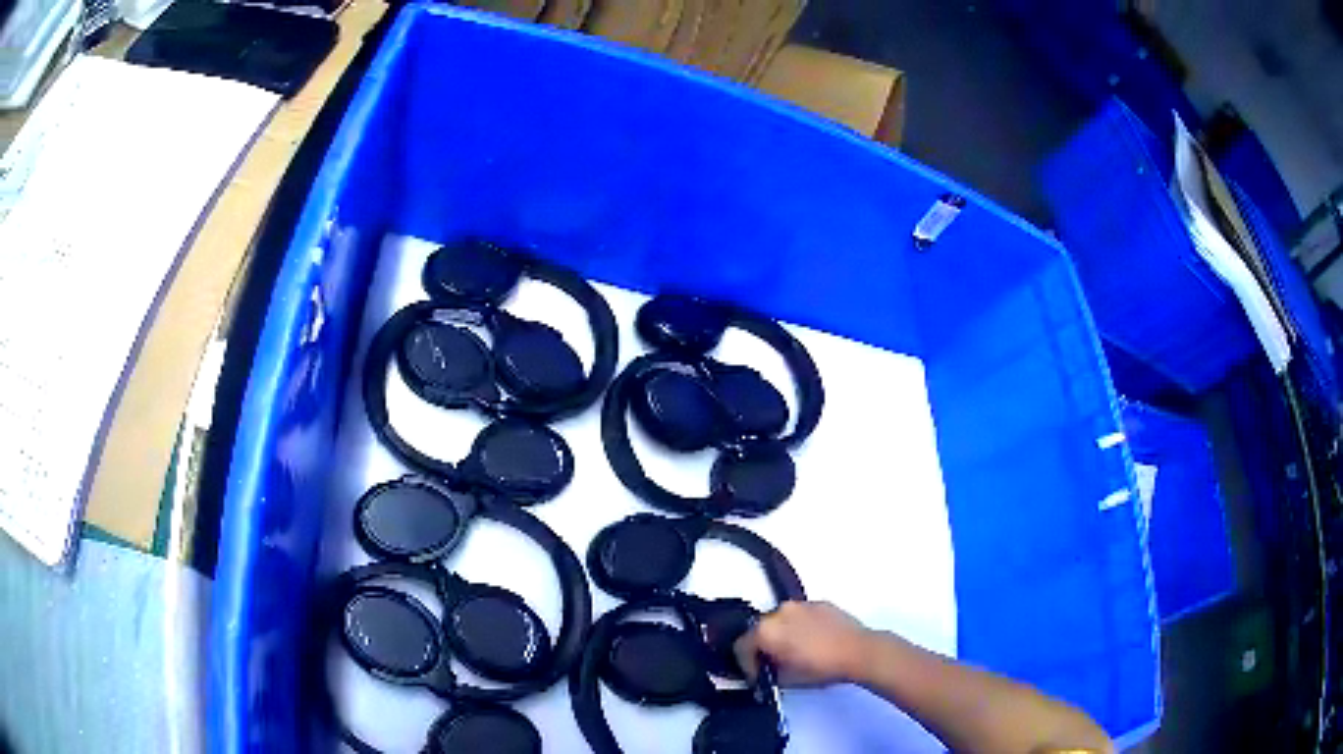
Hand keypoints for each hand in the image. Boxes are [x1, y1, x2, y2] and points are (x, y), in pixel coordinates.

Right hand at [733, 601, 873, 687]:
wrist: (858, 652)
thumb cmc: (823, 667)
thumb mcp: (786, 679)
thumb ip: (768, 672)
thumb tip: (766, 671)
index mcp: (766, 630)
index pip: (742, 646)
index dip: (746, 665)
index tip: (756, 675)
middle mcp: (780, 612)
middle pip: (760, 630)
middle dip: (763, 647)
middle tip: (773, 664)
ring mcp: (801, 605)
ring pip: (780, 620)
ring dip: (782, 635)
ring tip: (795, 652)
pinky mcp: (820, 603)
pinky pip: (801, 615)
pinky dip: (800, 626)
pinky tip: (812, 642)